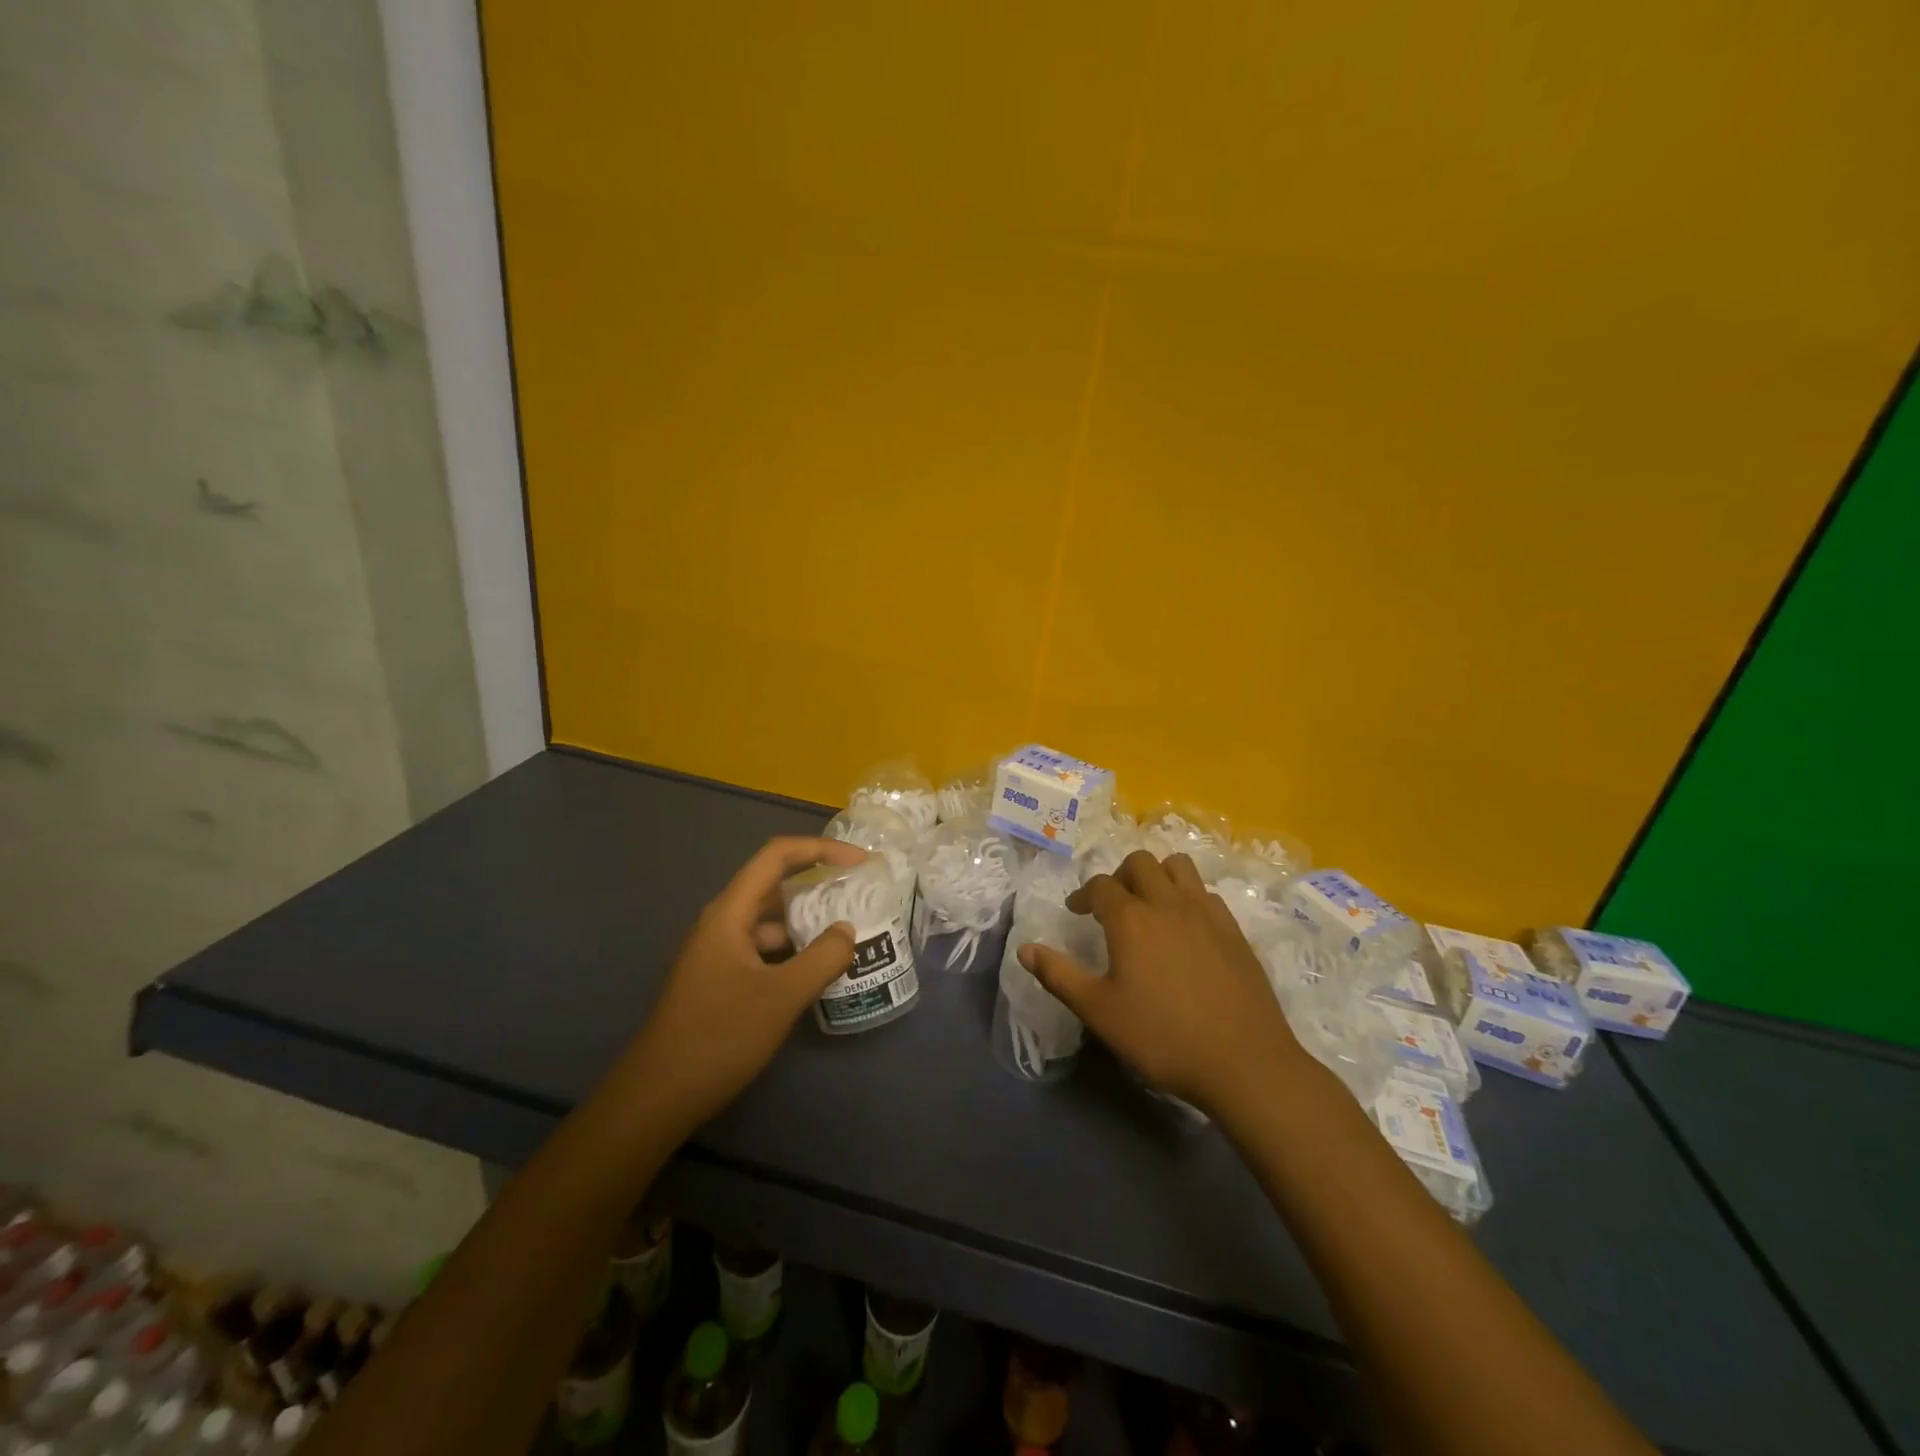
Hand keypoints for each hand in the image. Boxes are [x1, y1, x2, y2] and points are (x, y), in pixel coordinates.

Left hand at [626, 835, 866, 1129]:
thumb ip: (822, 959)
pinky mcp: (720, 979)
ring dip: (807, 922)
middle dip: (817, 885)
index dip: (820, 850)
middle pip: (773, 885)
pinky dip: (793, 951)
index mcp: (729, 913)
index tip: (860, 862)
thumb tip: (847, 931)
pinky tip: (817, 971)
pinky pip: (763, 950)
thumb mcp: (781, 997)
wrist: (657, 1097)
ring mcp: (718, 953)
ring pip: (770, 922)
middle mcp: (722, 923)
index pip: (776, 856)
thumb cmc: (718, 1037)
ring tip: (848, 934)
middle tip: (860, 897)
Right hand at [1018, 850, 1307, 1117]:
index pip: (1101, 886)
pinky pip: (1206, 893)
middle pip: (1140, 863)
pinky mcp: (1233, 930)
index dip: (1084, 895)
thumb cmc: (1162, 1037)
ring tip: (1150, 904)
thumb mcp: (1099, 1012)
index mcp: (1131, 919)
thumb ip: (1059, 975)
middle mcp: (1167, 903)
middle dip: (1120, 875)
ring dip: (1158, 875)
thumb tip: (1024, 948)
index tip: (1077, 912)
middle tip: (1112, 904)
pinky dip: (1188, 896)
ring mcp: (1205, 913)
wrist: (1243, 1061)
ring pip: (1178, 867)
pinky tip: (1185, 927)